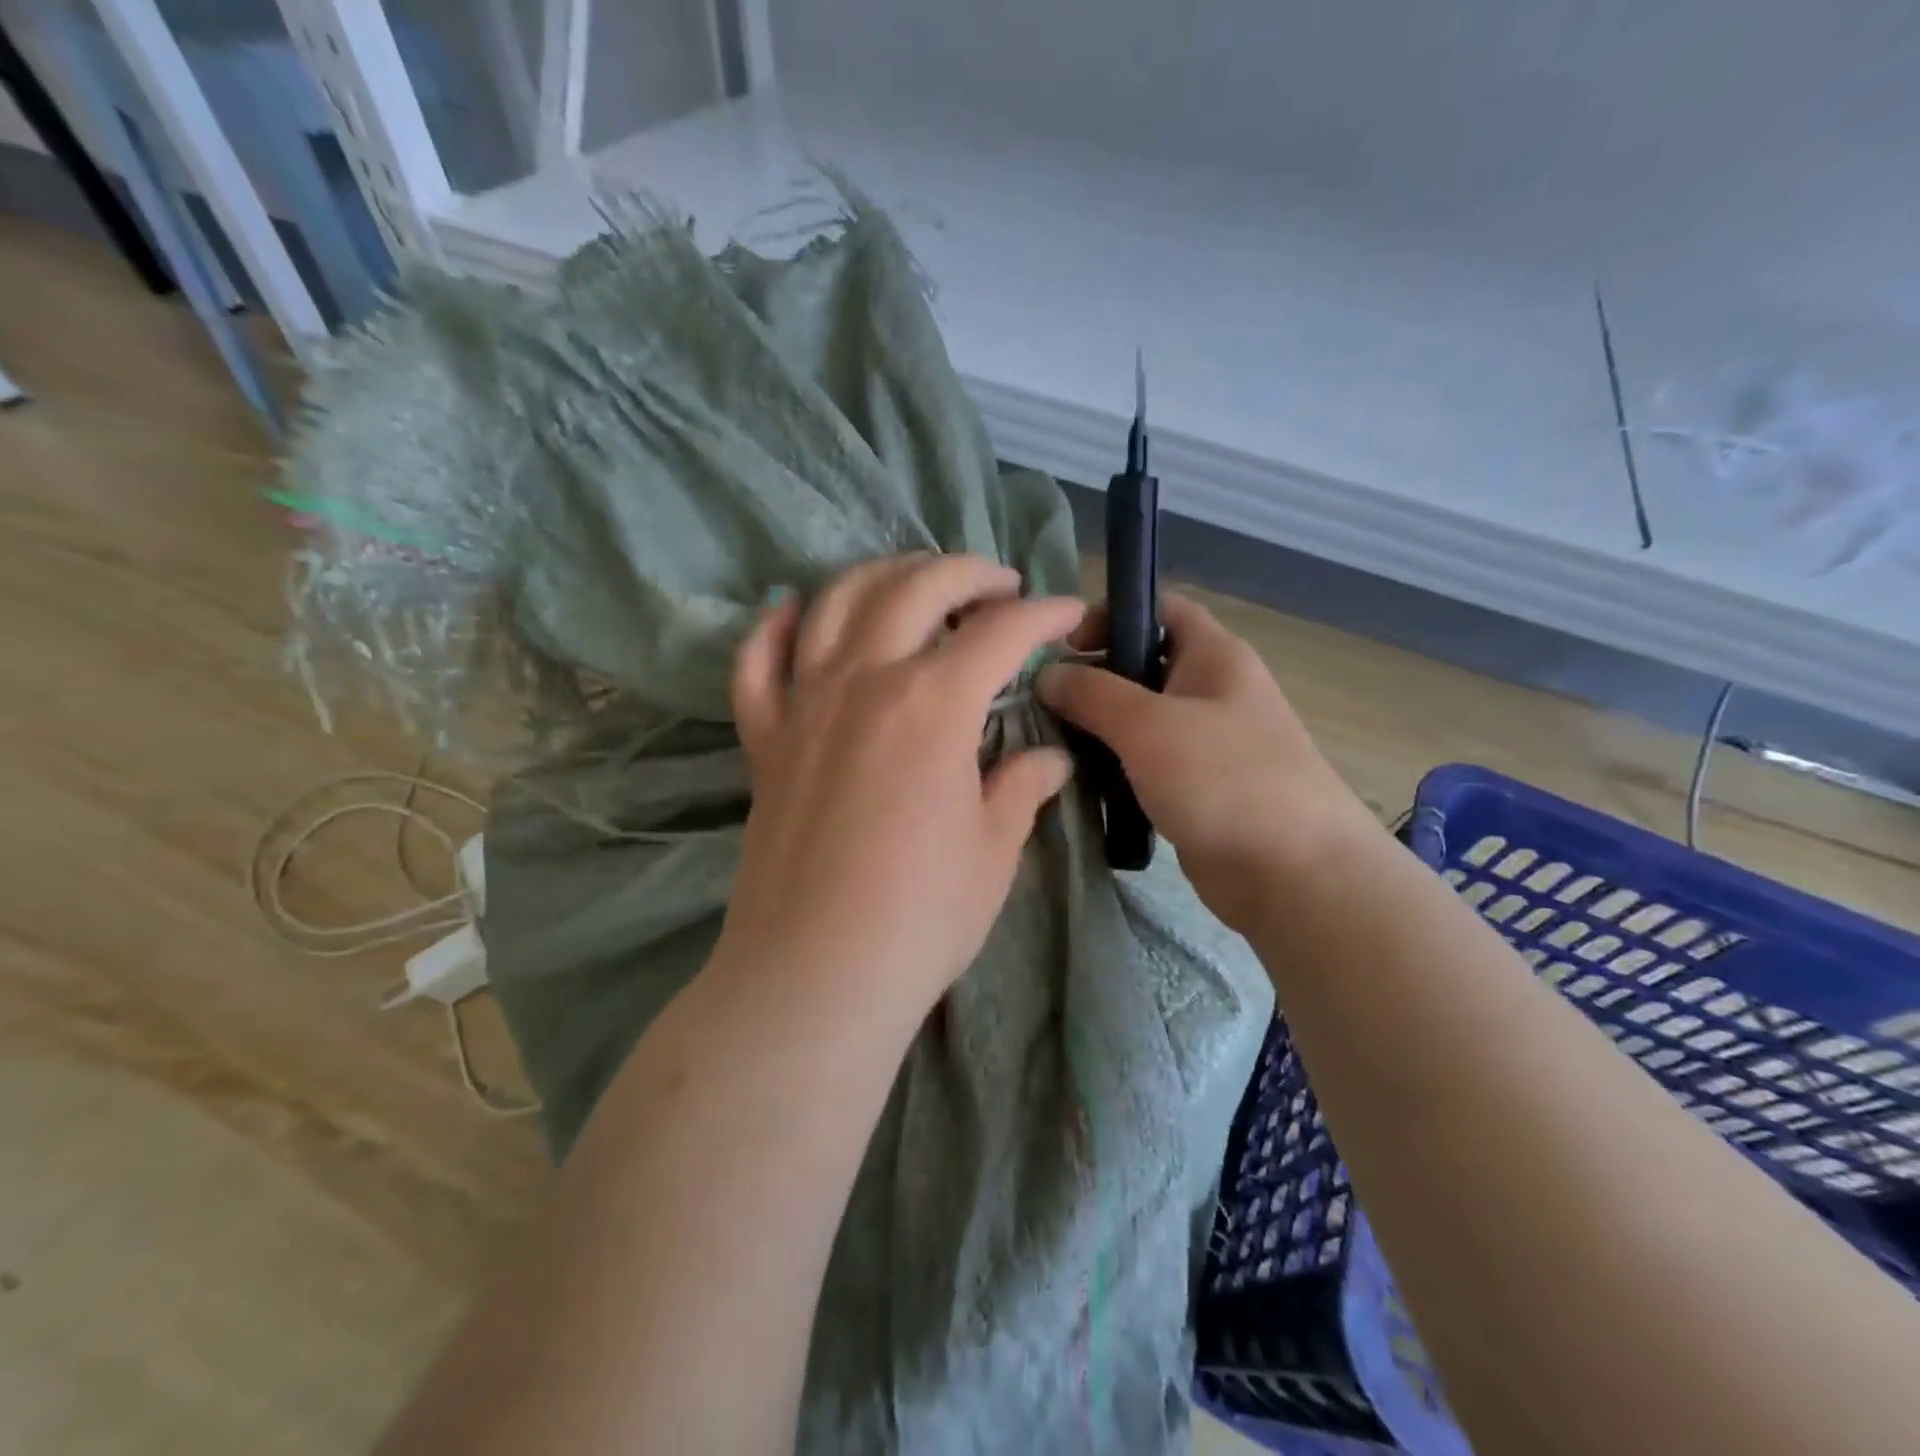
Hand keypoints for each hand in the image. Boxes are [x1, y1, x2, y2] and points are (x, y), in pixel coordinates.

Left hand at [713, 554, 1084, 1026]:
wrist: (816, 975)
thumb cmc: (922, 917)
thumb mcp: (993, 850)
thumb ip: (1021, 788)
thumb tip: (1049, 760)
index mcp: (932, 704)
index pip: (999, 632)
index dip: (1043, 614)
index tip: (1068, 614)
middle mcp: (864, 681)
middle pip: (915, 589)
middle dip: (966, 572)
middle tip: (998, 586)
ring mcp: (804, 704)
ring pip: (835, 602)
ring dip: (882, 576)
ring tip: (915, 583)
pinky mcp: (764, 739)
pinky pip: (756, 662)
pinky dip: (776, 627)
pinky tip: (796, 613)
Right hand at [1039, 592, 1376, 932]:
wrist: (1293, 874)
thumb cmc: (1223, 779)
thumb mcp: (1147, 725)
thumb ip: (1092, 693)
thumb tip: (1048, 675)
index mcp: (1215, 656)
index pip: (1161, 608)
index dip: (1112, 613)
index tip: (1063, 644)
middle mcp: (1212, 691)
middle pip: (1142, 666)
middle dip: (1093, 679)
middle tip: (1042, 702)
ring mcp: (1207, 743)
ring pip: (1140, 720)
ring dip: (1098, 729)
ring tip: (1051, 745)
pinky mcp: (1197, 788)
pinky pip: (1146, 764)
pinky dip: (1115, 769)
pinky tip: (1081, 783)